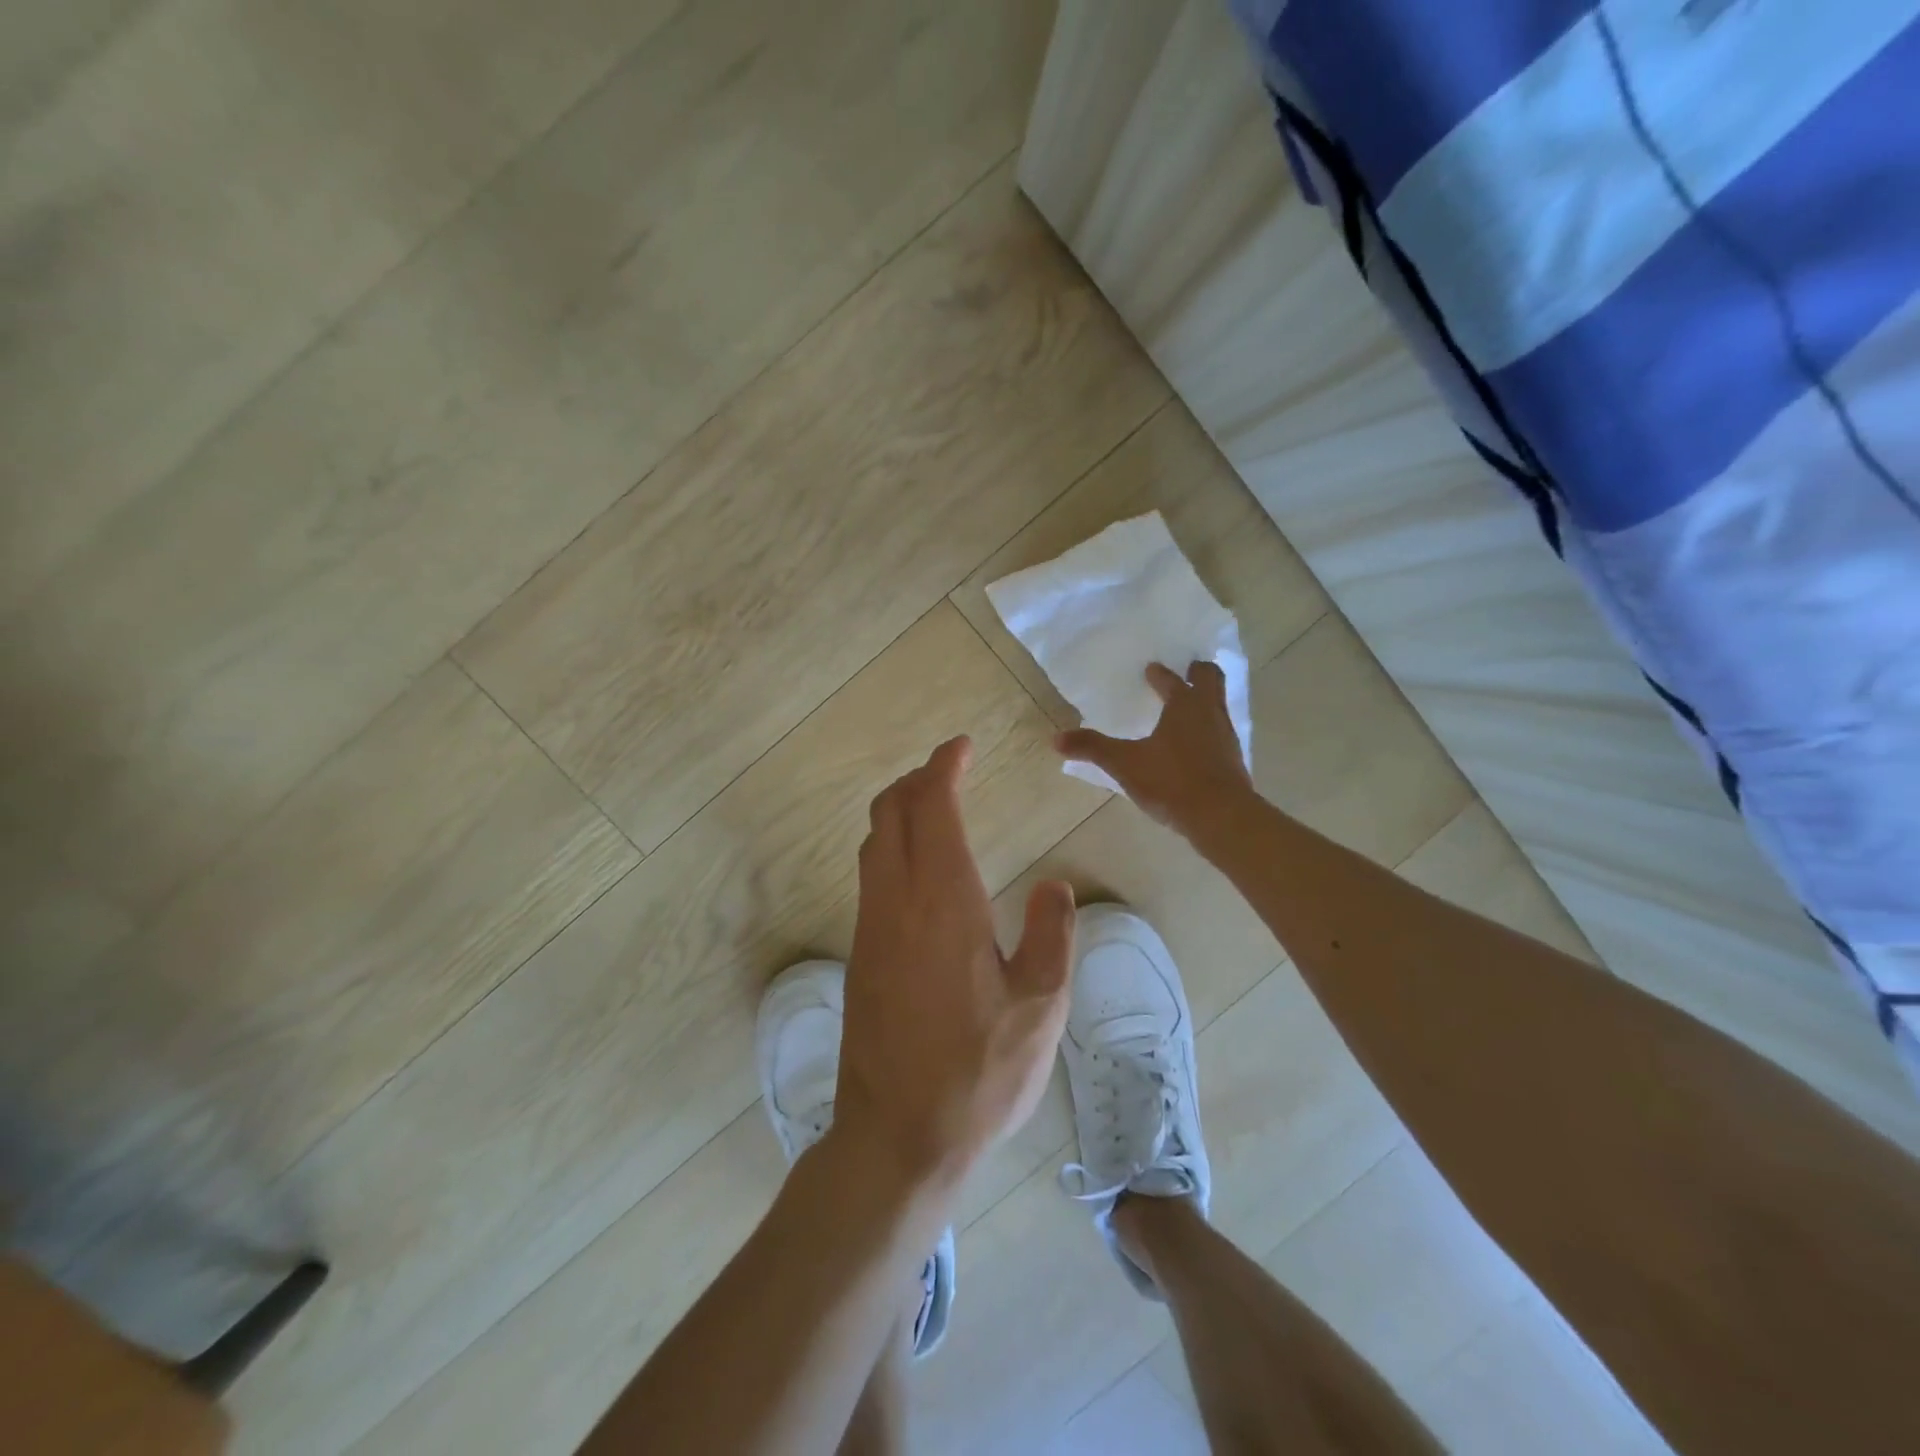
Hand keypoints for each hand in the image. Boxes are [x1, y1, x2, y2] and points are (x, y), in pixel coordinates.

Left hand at [835, 737, 1076, 1193]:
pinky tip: (919, 870)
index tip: (961, 747)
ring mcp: (870, 928)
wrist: (897, 1135)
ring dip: (900, 812)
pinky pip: (871, 876)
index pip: (932, 807)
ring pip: (874, 843)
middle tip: (949, 770)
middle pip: (891, 813)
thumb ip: (1052, 933)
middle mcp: (896, 901)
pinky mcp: (860, 955)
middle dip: (916, 780)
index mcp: (943, 900)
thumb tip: (1053, 884)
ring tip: (934, 808)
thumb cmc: (979, 1071)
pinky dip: (891, 847)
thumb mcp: (1041, 1005)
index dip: (943, 768)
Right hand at [1055, 660, 1254, 839]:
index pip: (1172, 679)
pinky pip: (1221, 733)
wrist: (1221, 817)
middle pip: (1211, 679)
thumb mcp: (1124, 764)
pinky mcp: (1234, 761)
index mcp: (1184, 704)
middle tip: (1187, 670)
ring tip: (1188, 707)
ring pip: (1219, 706)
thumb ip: (1092, 748)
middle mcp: (1210, 713)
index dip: (1160, 674)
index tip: (1151, 669)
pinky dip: (1209, 730)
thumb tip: (1056, 738)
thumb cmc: (1171, 781)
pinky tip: (1195, 746)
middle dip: (1198, 672)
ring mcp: (1227, 736)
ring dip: (1205, 701)